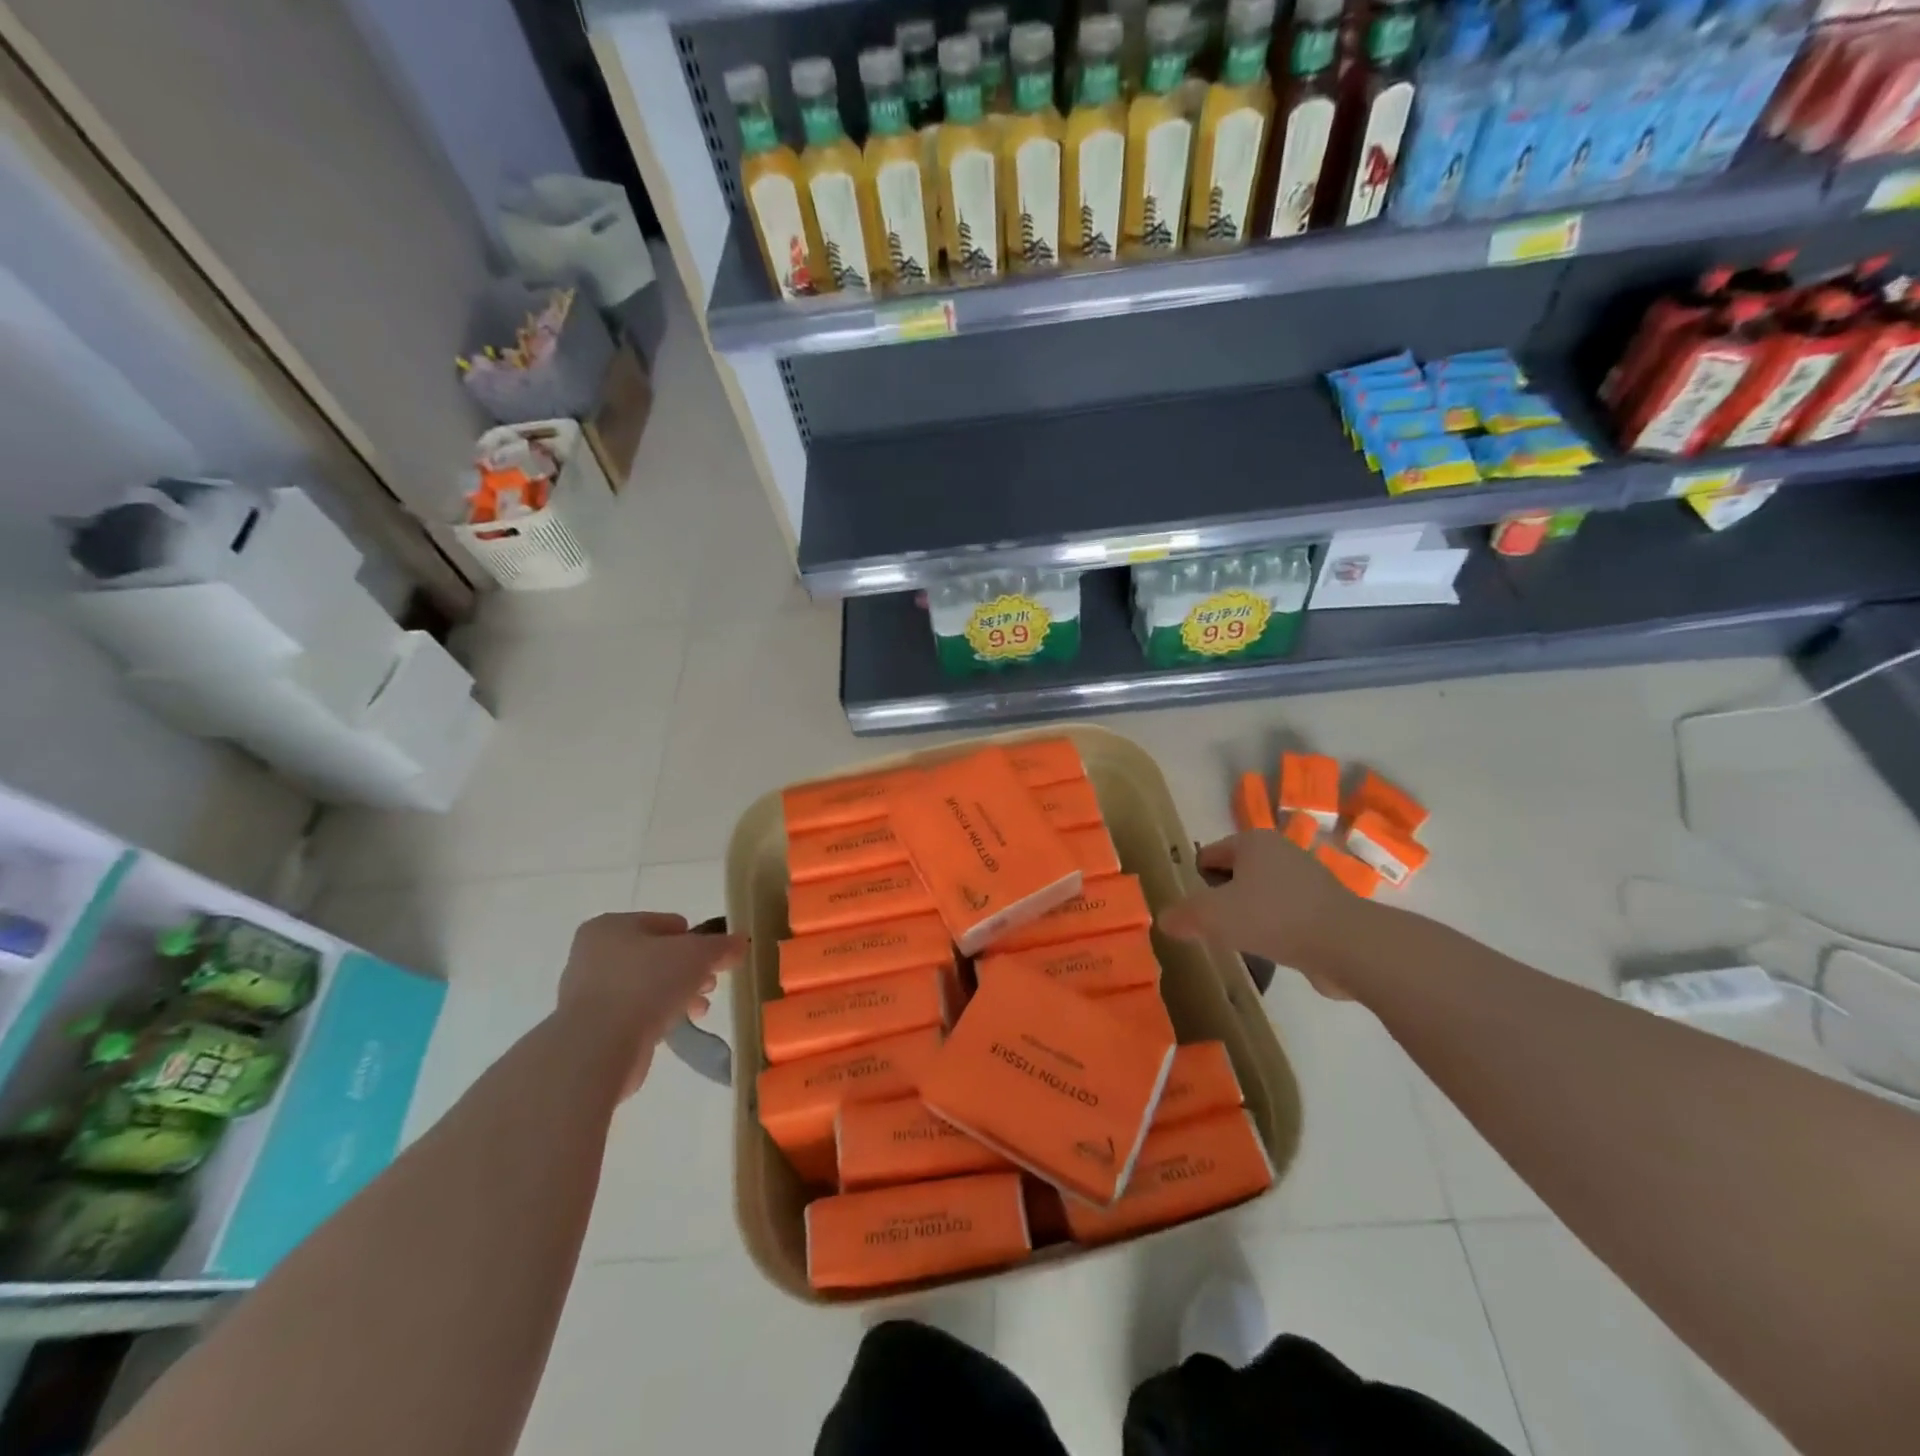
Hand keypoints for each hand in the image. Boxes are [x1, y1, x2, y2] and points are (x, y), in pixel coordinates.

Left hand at [555, 912, 745, 1097]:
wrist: (598, 1049)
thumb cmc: (646, 984)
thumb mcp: (697, 955)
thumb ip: (722, 946)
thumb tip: (741, 942)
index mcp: (611, 926)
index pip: (666, 923)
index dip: (696, 938)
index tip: (715, 959)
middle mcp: (593, 954)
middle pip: (657, 955)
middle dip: (689, 970)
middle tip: (710, 984)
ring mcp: (589, 993)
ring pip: (648, 985)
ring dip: (678, 994)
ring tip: (700, 1009)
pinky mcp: (592, 1028)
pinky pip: (636, 1013)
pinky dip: (658, 1016)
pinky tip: (678, 1026)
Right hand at [1158, 832, 1370, 997]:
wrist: (1346, 945)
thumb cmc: (1272, 917)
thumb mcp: (1213, 916)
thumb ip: (1183, 916)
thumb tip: (1165, 919)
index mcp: (1252, 841)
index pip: (1208, 856)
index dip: (1196, 885)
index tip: (1196, 914)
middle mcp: (1280, 851)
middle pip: (1234, 875)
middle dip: (1222, 901)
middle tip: (1214, 930)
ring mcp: (1307, 879)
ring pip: (1260, 896)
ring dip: (1249, 917)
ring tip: (1242, 943)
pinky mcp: (1325, 907)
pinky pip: (1285, 914)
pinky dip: (1275, 930)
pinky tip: (1272, 951)